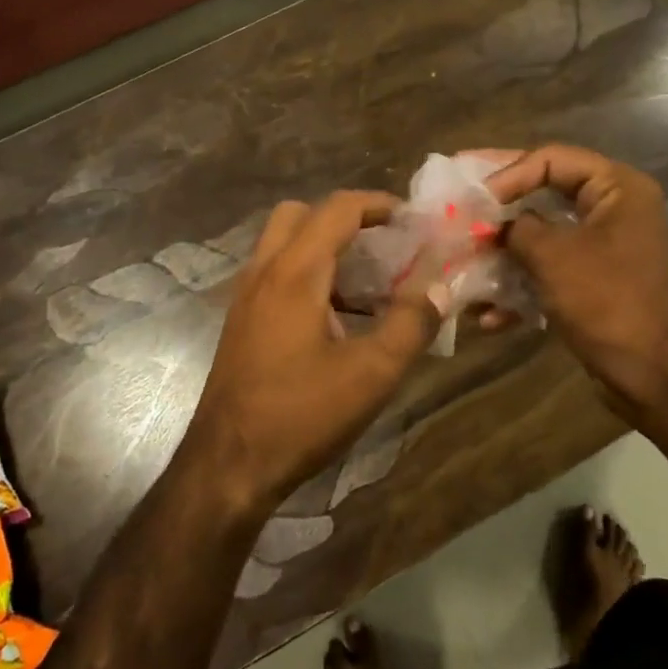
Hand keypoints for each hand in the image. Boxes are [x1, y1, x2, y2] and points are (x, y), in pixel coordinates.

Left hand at [181, 193, 448, 517]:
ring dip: (325, 247)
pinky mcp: (241, 321)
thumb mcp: (371, 373)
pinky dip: (308, 274)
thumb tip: (439, 287)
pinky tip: (337, 318)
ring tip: (368, 283)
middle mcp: (264, 271)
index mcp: (294, 272)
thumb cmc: (301, 415)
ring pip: (284, 244)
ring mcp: (246, 296)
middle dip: (345, 218)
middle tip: (383, 244)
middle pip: (301, 214)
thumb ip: (410, 323)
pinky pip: (275, 274)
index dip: (378, 204)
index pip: (337, 209)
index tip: (412, 218)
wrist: (228, 464)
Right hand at [485, 145, 667, 417]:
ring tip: (462, 261)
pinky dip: (520, 287)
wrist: (657, 375)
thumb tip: (492, 225)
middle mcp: (613, 209)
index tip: (473, 198)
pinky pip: (549, 271)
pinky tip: (487, 315)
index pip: (550, 159)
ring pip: (541, 236)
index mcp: (616, 188)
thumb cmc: (608, 301)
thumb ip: (515, 228)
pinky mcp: (594, 283)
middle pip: (543, 192)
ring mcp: (604, 248)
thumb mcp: (552, 255)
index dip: (506, 172)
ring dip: (502, 252)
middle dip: (498, 208)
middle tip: (456, 201)